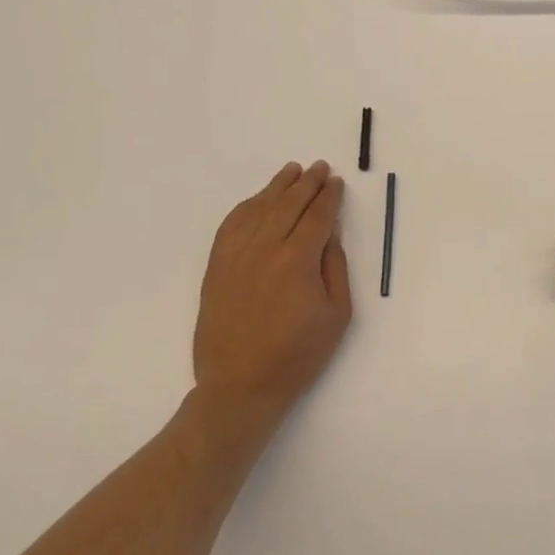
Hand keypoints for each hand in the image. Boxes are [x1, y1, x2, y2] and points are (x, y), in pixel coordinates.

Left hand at [192, 161, 350, 434]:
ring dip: (278, 187)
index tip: (337, 182)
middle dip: (308, 183)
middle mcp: (265, 249)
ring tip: (292, 171)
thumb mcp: (337, 314)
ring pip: (259, 208)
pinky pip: (231, 225)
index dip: (329, 196)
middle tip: (320, 167)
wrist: (240, 387)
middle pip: (289, 204)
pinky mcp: (217, 267)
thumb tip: (330, 232)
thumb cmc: (297, 355)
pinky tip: (257, 200)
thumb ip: (335, 266)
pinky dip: (246, 207)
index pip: (317, 215)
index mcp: (298, 260)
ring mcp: (236, 256)